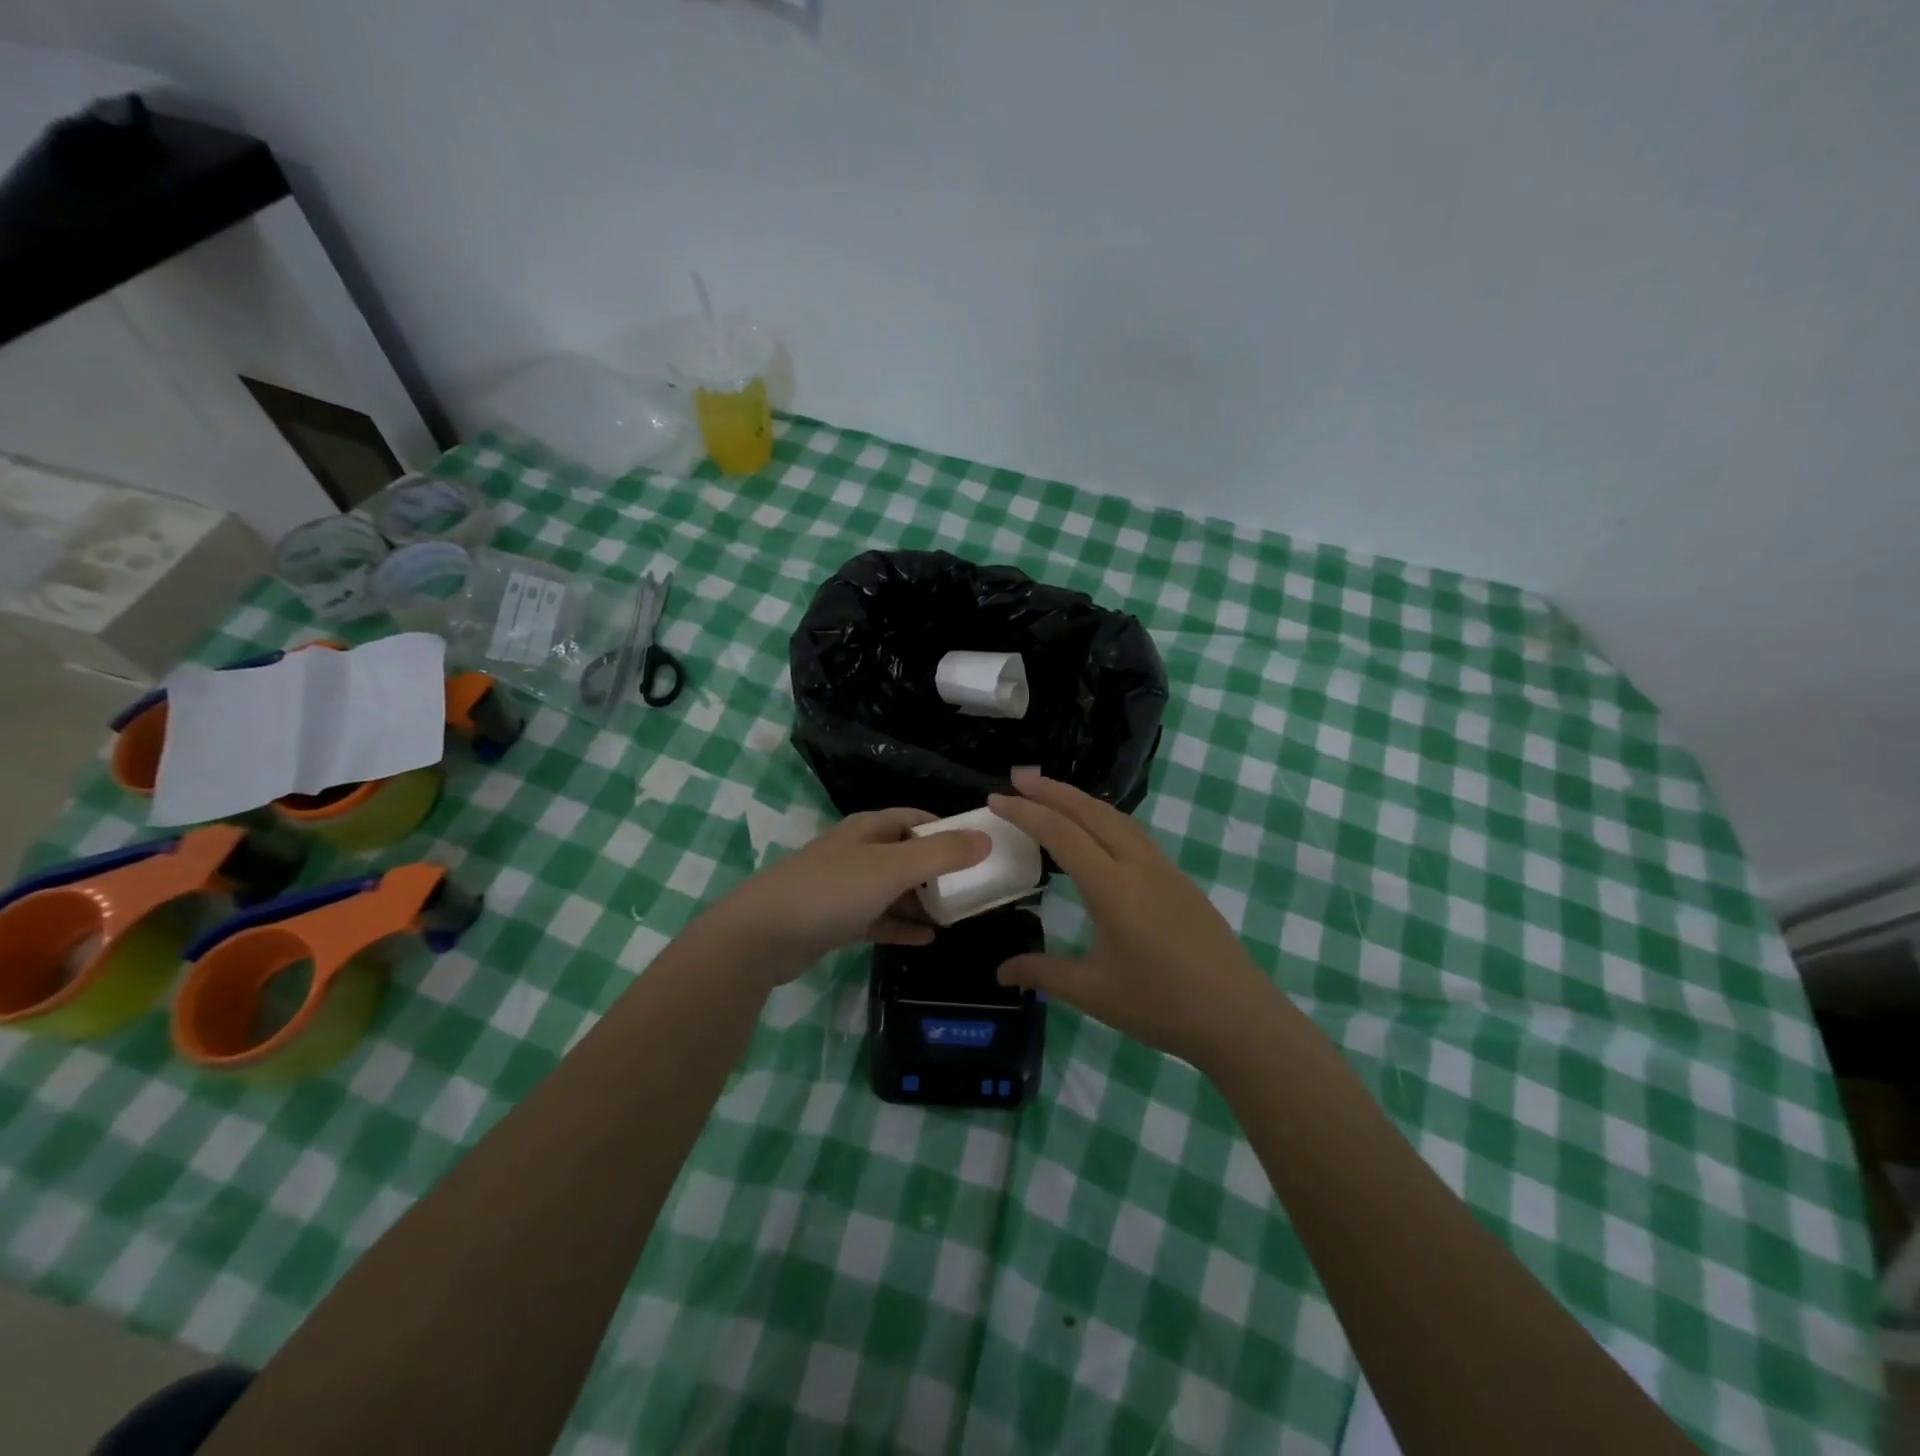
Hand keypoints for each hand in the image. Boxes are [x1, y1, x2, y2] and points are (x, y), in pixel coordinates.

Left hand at [703, 808, 990, 985]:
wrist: (761, 936)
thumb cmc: (830, 891)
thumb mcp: (891, 868)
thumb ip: (941, 855)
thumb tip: (986, 839)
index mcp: (868, 829)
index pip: (916, 819)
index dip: (947, 830)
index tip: (979, 848)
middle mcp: (857, 852)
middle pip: (907, 854)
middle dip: (940, 870)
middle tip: (974, 888)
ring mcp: (845, 887)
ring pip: (894, 889)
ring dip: (922, 900)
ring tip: (957, 915)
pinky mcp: (836, 920)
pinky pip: (879, 919)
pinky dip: (902, 925)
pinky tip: (928, 939)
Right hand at [988, 770, 1274, 1069]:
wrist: (1238, 1016)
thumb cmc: (1161, 1005)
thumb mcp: (1093, 992)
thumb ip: (1043, 973)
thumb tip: (1000, 972)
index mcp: (1112, 887)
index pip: (1061, 834)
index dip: (1025, 812)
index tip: (996, 798)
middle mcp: (1138, 864)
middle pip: (1090, 811)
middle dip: (1052, 789)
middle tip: (1018, 777)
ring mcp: (1163, 868)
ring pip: (1116, 817)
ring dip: (1080, 799)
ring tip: (1050, 794)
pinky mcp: (1178, 879)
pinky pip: (1134, 833)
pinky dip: (1104, 817)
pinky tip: (1096, 830)